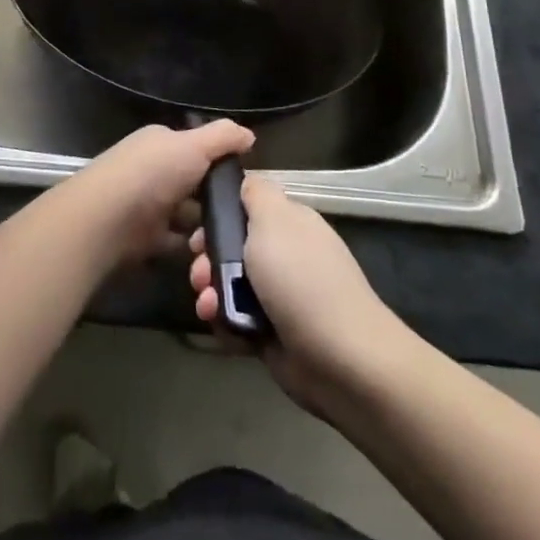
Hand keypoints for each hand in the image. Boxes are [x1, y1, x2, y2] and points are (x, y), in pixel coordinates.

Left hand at [72, 120, 254, 265]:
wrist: (107, 219)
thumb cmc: (152, 173)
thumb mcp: (193, 145)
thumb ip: (223, 137)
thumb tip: (249, 135)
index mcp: (160, 143)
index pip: (195, 148)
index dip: (220, 163)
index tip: (245, 183)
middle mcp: (153, 170)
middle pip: (194, 184)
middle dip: (216, 201)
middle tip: (241, 217)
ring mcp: (147, 204)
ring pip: (188, 215)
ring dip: (206, 228)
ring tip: (229, 240)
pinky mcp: (144, 237)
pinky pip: (176, 241)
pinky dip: (191, 249)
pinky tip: (210, 254)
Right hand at [188, 175, 403, 417]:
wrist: (340, 357)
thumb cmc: (301, 278)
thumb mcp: (274, 219)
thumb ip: (256, 193)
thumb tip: (246, 181)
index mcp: (289, 223)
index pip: (246, 208)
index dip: (218, 217)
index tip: (199, 230)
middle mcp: (285, 255)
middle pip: (232, 248)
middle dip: (208, 260)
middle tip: (199, 273)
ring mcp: (279, 296)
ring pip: (229, 285)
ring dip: (211, 293)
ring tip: (208, 305)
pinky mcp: (273, 333)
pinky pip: (237, 320)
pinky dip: (225, 323)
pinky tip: (222, 325)